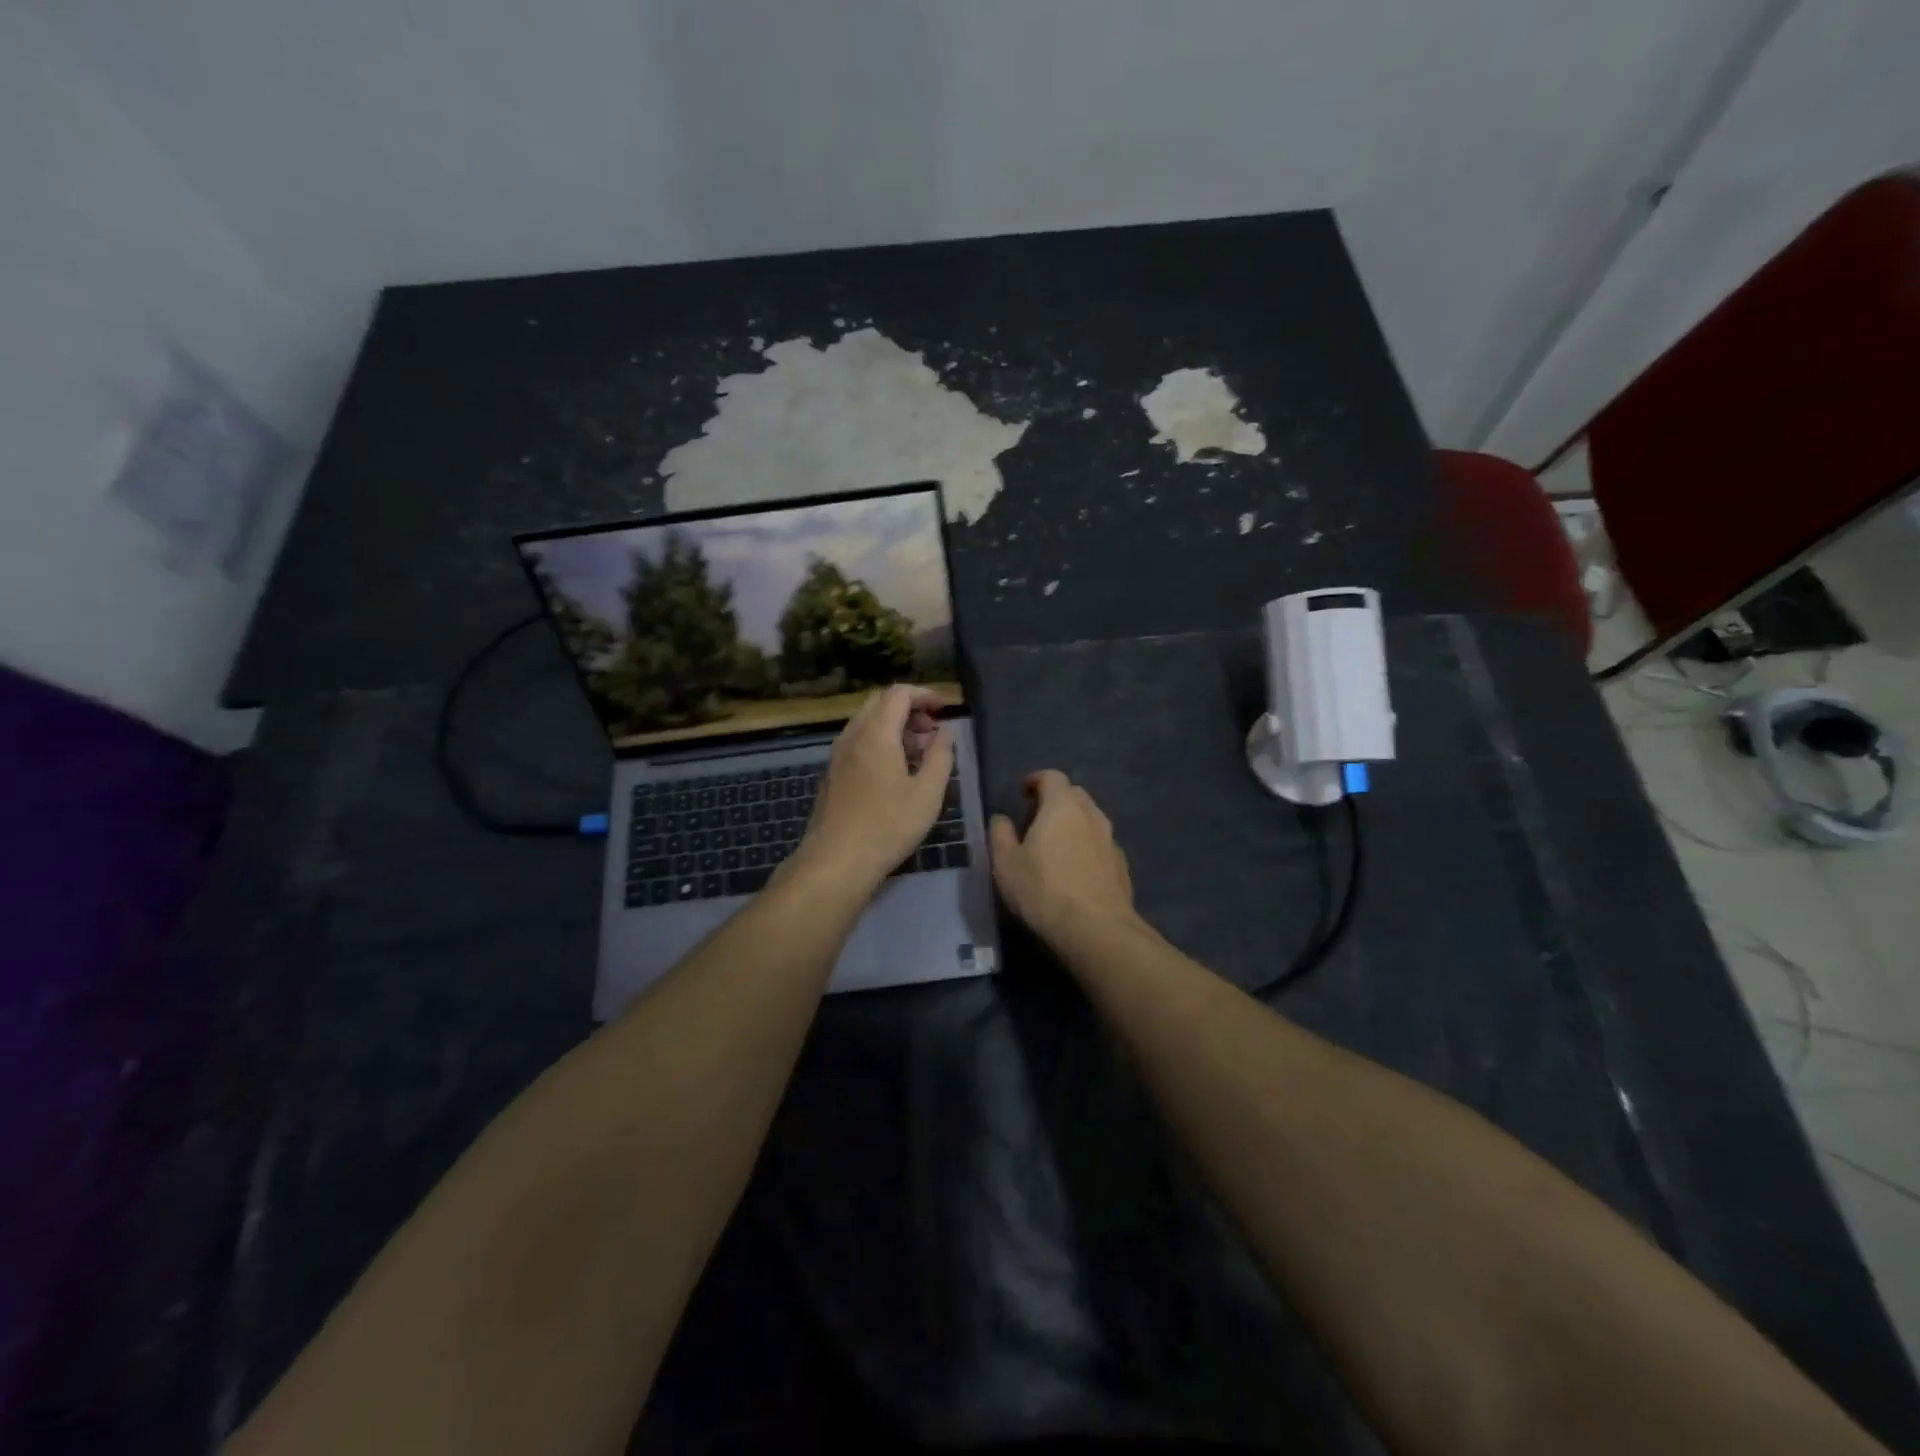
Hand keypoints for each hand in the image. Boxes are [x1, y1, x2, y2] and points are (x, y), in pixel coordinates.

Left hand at [796, 685, 953, 889]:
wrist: (836, 861)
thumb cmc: (888, 825)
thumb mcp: (927, 793)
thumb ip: (940, 756)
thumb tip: (945, 732)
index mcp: (876, 733)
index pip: (898, 694)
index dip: (924, 694)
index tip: (944, 709)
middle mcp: (852, 736)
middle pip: (879, 703)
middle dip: (908, 708)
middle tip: (932, 729)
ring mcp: (837, 755)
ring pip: (866, 723)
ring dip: (894, 726)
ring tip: (919, 752)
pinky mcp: (832, 774)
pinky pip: (857, 742)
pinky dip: (879, 742)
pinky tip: (895, 770)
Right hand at [989, 771, 1137, 942]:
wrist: (1096, 929)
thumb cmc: (1043, 890)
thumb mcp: (1006, 864)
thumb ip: (1000, 834)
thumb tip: (1001, 819)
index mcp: (1062, 806)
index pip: (1052, 777)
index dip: (1036, 780)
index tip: (1024, 791)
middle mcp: (1091, 815)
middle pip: (1075, 795)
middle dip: (1055, 800)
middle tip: (1036, 819)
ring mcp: (1111, 840)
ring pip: (1091, 819)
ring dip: (1073, 824)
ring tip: (1056, 846)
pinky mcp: (1122, 865)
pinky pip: (1101, 844)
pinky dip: (1087, 846)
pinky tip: (1076, 870)